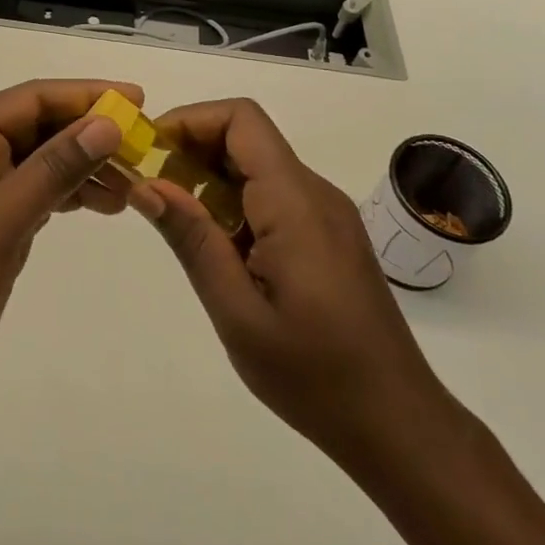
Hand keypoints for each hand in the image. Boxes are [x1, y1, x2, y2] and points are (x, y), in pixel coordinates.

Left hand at [0, 79, 138, 430]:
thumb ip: (54, 170)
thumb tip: (107, 123)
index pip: (32, 100)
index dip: (85, 94)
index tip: (137, 100)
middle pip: (41, 128)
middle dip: (91, 132)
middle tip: (145, 145)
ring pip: (45, 164)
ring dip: (88, 166)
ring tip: (134, 184)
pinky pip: (42, 196)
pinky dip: (74, 195)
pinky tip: (106, 204)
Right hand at [127, 99, 455, 472]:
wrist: (399, 425)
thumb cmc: (315, 376)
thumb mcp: (237, 313)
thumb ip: (193, 241)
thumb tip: (146, 185)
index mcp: (295, 203)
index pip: (242, 119)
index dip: (190, 120)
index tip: (149, 152)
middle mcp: (315, 193)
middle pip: (247, 137)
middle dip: (192, 149)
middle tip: (150, 189)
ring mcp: (327, 214)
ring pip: (259, 166)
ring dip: (211, 178)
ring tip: (176, 222)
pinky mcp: (329, 235)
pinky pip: (274, 195)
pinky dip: (235, 202)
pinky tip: (218, 247)